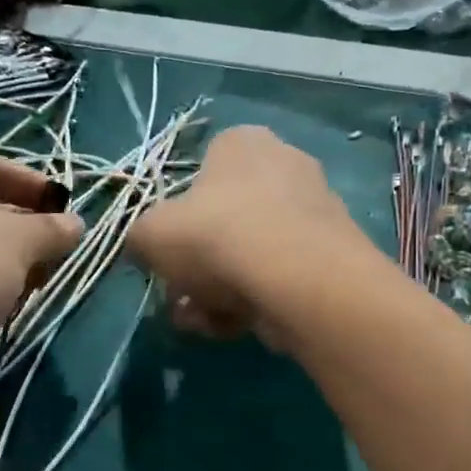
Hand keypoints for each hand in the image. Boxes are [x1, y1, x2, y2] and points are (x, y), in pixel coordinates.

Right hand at [127, 125, 374, 341]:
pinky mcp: (330, 256)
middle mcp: (284, 165)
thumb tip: (143, 249)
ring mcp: (313, 212)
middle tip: (179, 298)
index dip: (178, 216)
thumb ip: (140, 238)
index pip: (202, 169)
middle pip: (225, 221)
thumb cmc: (216, 237)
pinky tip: (233, 327)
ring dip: (218, 291)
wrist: (297, 279)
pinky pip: (278, 278)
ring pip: (250, 256)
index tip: (166, 253)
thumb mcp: (151, 234)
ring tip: (201, 321)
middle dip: (197, 266)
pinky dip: (253, 302)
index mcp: (242, 142)